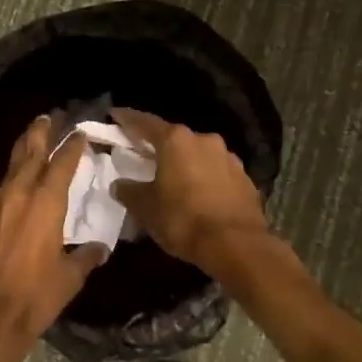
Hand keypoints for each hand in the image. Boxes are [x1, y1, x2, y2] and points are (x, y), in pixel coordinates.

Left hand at [0, 116, 107, 361]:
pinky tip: (16, 188)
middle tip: (48, 115)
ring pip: (12, 168)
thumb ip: (85, 258)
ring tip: (32, 140)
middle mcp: (19, 194)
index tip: (79, 132)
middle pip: (30, 152)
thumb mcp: (69, 279)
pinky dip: (11, 181)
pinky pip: (0, 191)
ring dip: (23, 152)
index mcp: (46, 203)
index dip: (72, 146)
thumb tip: (99, 248)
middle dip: (40, 132)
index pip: (62, 163)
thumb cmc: (34, 298)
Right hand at [110, 108, 267, 267]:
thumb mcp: (146, 208)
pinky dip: (205, 179)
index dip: (128, 119)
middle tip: (146, 156)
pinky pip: (217, 173)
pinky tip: (200, 196)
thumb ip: (129, 191)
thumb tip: (119, 184)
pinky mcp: (245, 180)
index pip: (146, 123)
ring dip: (186, 163)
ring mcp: (229, 158)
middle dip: (160, 147)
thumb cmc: (183, 219)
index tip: (115, 115)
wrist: (237, 246)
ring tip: (175, 179)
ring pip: (199, 155)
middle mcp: (204, 140)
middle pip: (176, 138)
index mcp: (176, 141)